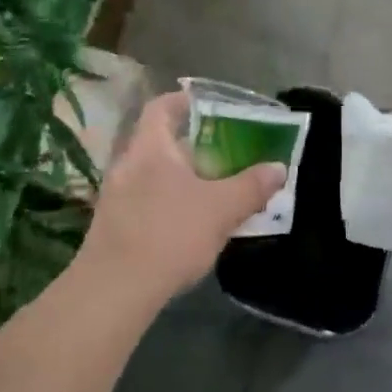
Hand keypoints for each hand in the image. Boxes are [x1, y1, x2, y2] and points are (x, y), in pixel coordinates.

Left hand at [79, 91, 284, 304]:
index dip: (184, 101)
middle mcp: (127, 164)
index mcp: (150, 147)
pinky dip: (168, 203)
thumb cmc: (169, 234)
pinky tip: (189, 225)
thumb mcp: (221, 209)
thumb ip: (251, 186)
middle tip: (224, 154)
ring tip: (213, 191)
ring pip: (153, 174)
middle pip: (160, 142)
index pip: (161, 107)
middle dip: (192, 146)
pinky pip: (145, 201)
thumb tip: (278, 168)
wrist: (113, 290)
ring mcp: (115, 196)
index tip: (210, 108)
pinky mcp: (112, 226)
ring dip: (181, 178)